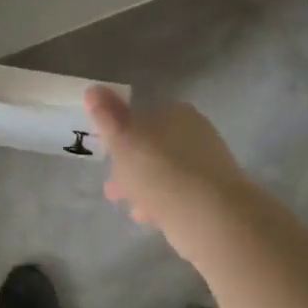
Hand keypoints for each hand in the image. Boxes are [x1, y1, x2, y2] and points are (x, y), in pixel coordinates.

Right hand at [85, 86, 257, 242]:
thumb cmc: (160, 171)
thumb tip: (92, 89)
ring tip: (127, 206)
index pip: (144, 117)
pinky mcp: (215, 197)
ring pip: (165, 173)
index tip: (107, 155)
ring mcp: (208, 166)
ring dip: (144, 187)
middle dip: (131, 165)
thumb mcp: (123, 140)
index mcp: (176, 113)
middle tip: (112, 187)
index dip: (121, 135)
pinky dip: (162, 203)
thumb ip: (106, 115)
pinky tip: (149, 218)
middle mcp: (196, 133)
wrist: (211, 217)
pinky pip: (179, 195)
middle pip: (154, 147)